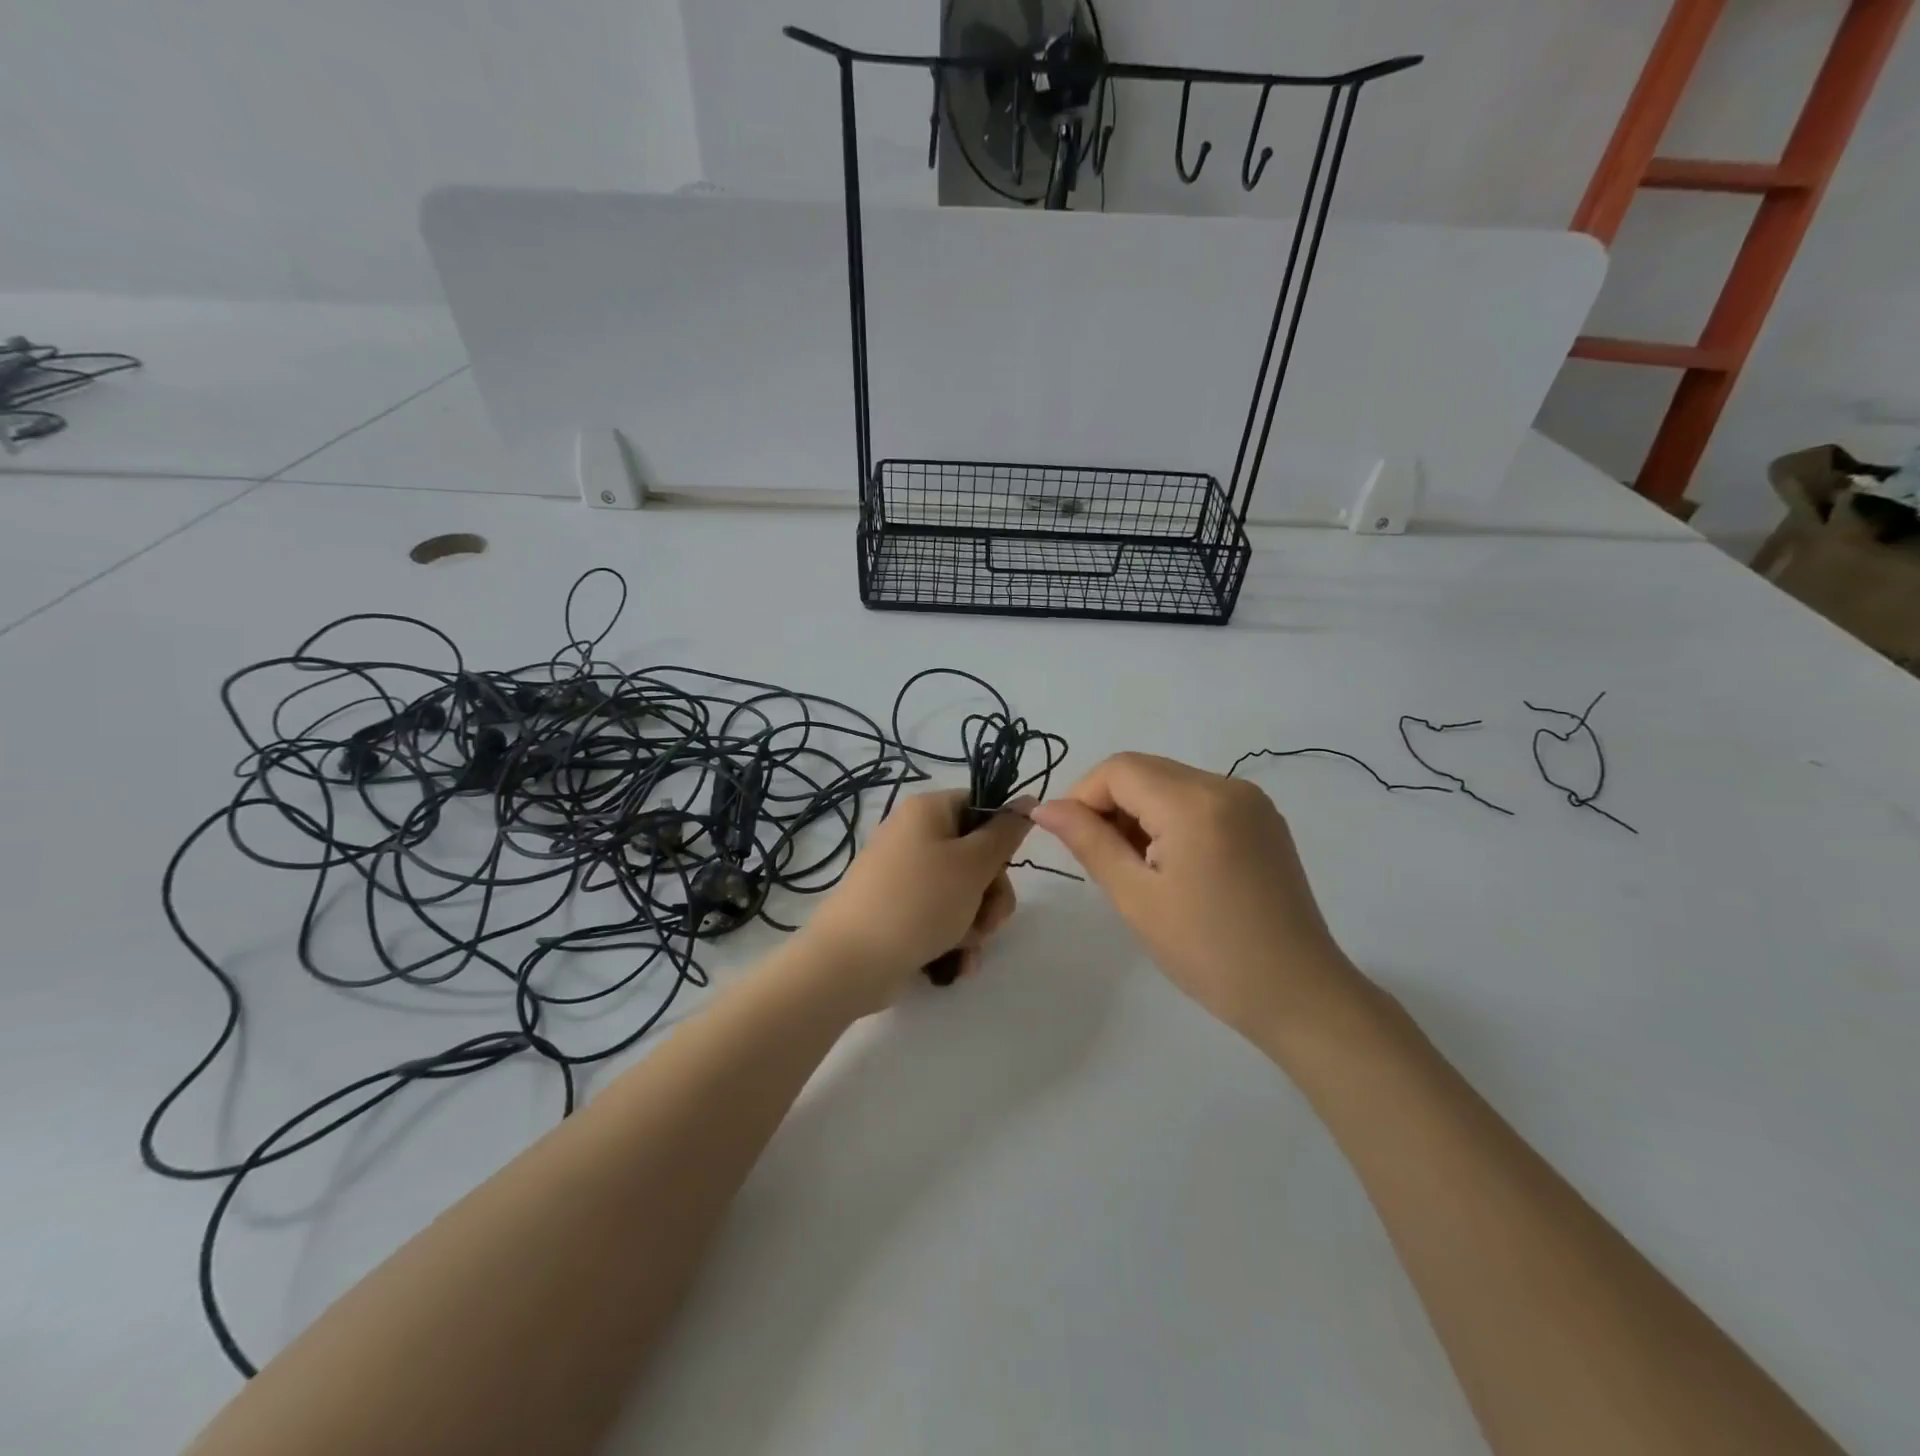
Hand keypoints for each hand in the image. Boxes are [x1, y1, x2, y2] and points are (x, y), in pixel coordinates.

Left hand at [800, 789, 1032, 1015]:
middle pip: (975, 855)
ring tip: (967, 946)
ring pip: (963, 891)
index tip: (1005, 866)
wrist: (851, 962)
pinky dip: (954, 937)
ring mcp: (903, 876)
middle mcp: (913, 836)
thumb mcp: (972, 864)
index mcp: (927, 811)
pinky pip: (940, 916)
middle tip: (989, 918)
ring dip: (976, 921)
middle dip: (991, 893)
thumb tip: (1027, 800)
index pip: (979, 806)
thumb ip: (1005, 833)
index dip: (1000, 837)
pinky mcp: (898, 911)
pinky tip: (957, 963)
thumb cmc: (918, 902)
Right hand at [1030, 753, 1362, 1043]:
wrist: (1298, 995)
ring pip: (1170, 783)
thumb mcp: (1135, 897)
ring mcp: (1251, 801)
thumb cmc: (1208, 952)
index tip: (1070, 841)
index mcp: (1195, 802)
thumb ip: (1088, 841)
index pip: (1118, 770)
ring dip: (1140, 813)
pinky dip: (1171, 819)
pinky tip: (1172, 864)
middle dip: (1110, 805)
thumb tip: (1044, 807)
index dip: (1082, 797)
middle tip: (1102, 860)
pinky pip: (1199, 799)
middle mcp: (1226, 785)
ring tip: (1138, 869)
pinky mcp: (1263, 820)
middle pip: (1144, 770)